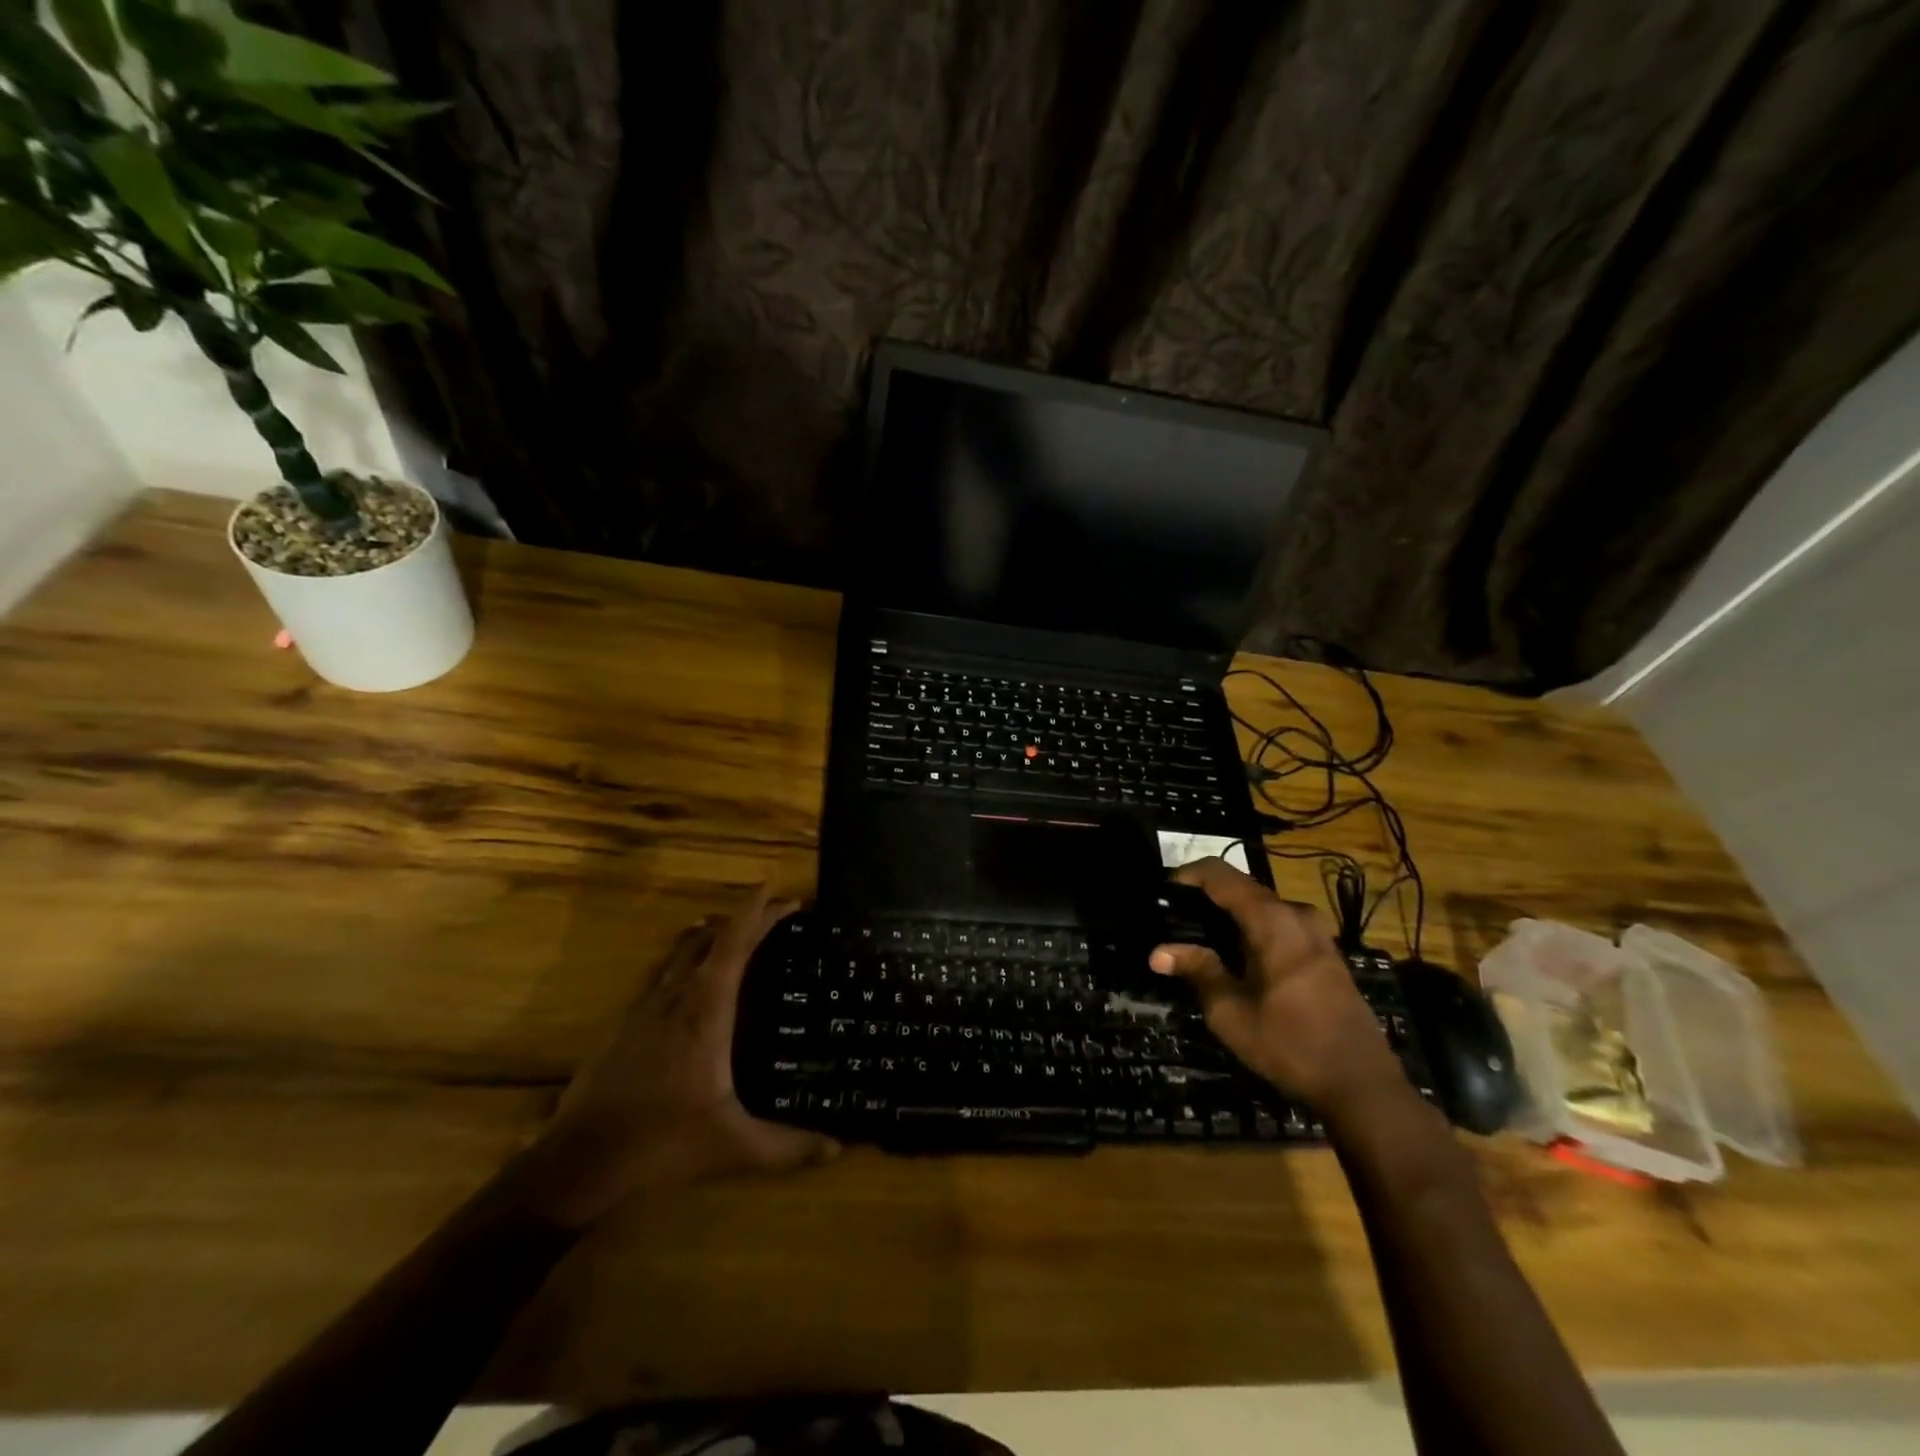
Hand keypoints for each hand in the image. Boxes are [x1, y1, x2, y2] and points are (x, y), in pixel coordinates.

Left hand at [518, 886, 838, 1226]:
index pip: (735, 942)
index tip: (778, 889)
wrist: (580, 1160)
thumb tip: (837, 1147)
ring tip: (736, 930)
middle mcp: (676, 995)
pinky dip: (687, 958)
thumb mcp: (733, 1147)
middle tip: (775, 912)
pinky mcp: (627, 1022)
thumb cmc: (662, 1143)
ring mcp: (646, 1006)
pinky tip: (692, 977)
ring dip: (712, 932)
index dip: (757, 911)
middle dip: (745, 917)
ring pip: (682, 950)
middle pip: (712, 936)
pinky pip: (664, 972)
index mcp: (706, 1009)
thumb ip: (787, 1146)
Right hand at [1150, 858, 1407, 1116]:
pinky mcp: (1325, 953)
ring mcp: (1317, 933)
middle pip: (1242, 888)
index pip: (1221, 874)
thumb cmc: (1290, 1044)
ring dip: (1230, 915)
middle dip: (1206, 897)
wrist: (1362, 1085)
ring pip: (1262, 907)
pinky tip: (1236, 957)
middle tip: (1174, 919)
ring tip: (1199, 938)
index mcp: (1272, 920)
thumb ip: (1197, 971)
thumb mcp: (1231, 1012)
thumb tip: (1158, 952)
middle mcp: (1296, 915)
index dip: (1188, 874)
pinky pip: (1280, 924)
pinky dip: (1251, 930)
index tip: (1162, 891)